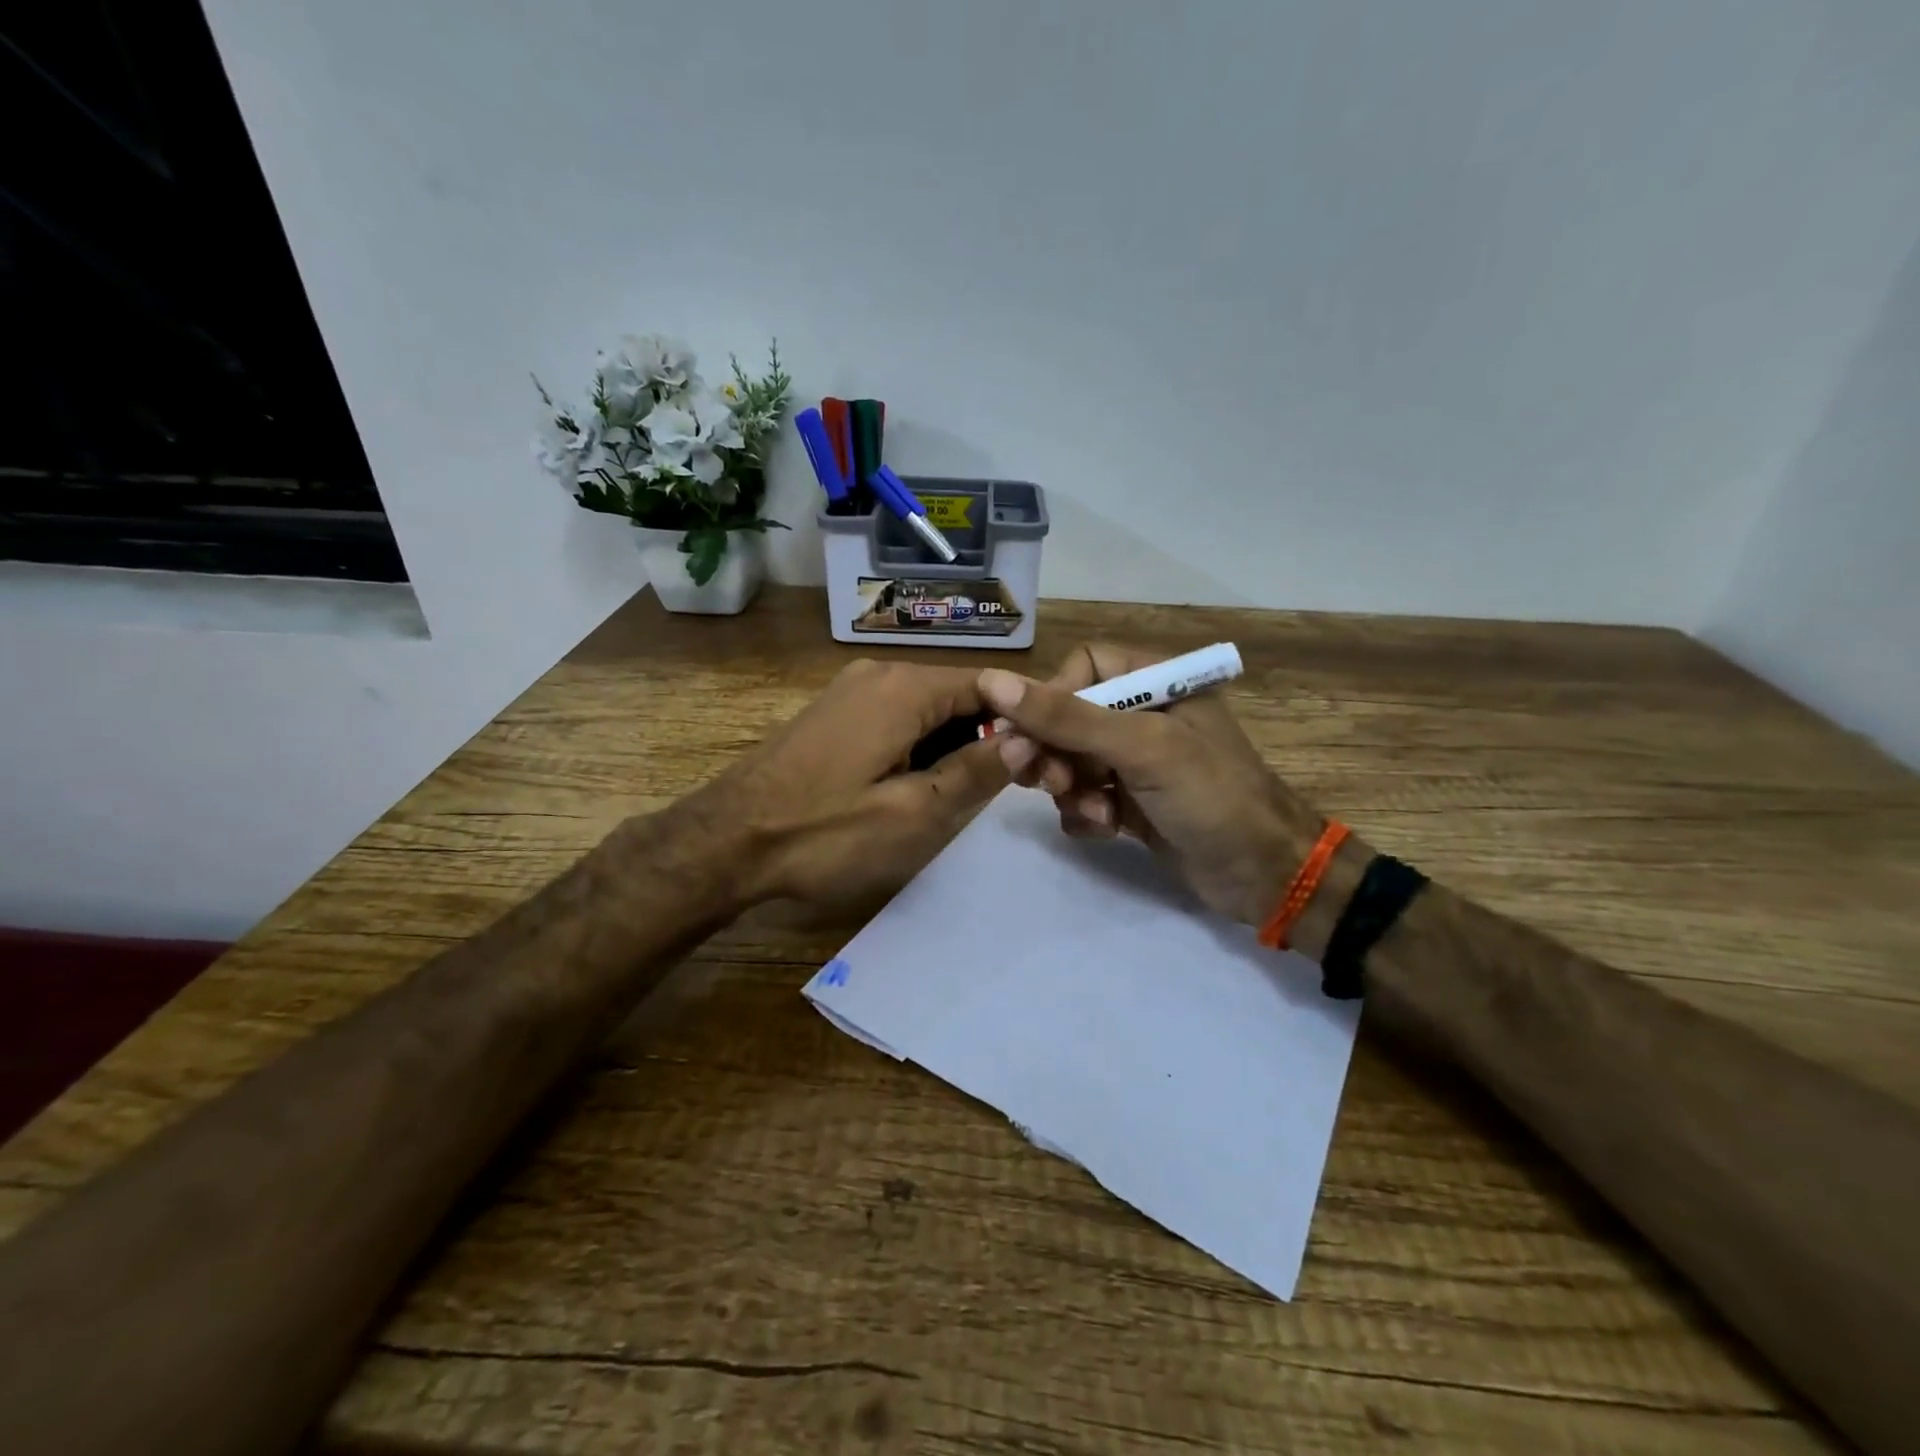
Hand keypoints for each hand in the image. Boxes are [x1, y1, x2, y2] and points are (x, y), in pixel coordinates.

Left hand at [700, 658, 1007, 912]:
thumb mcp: (912, 814)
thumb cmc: (822, 833)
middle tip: (1016, 785)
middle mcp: (880, 673)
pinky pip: (897, 718)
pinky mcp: (834, 713)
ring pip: (927, 708)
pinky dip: (921, 744)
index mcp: (904, 688)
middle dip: (989, 734)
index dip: (1025, 717)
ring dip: (955, 743)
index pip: (990, 685)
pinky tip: (923, 783)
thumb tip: (1027, 737)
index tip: (1049, 757)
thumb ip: (974, 773)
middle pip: (957, 694)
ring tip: (973, 792)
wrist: (724, 842)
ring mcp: (851, 690)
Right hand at [977, 644, 1321, 924]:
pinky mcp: (1131, 803)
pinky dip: (1084, 813)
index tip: (1030, 734)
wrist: (1265, 876)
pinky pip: (1084, 797)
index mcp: (1156, 682)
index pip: (1083, 667)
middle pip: (1069, 716)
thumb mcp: (1140, 748)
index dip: (1051, 696)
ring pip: (1071, 760)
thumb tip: (993, 682)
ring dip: (1068, 786)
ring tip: (1089, 810)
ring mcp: (1137, 762)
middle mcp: (1143, 715)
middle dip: (1051, 749)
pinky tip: (1104, 829)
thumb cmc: (1210, 795)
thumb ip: (1067, 716)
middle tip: (1036, 778)